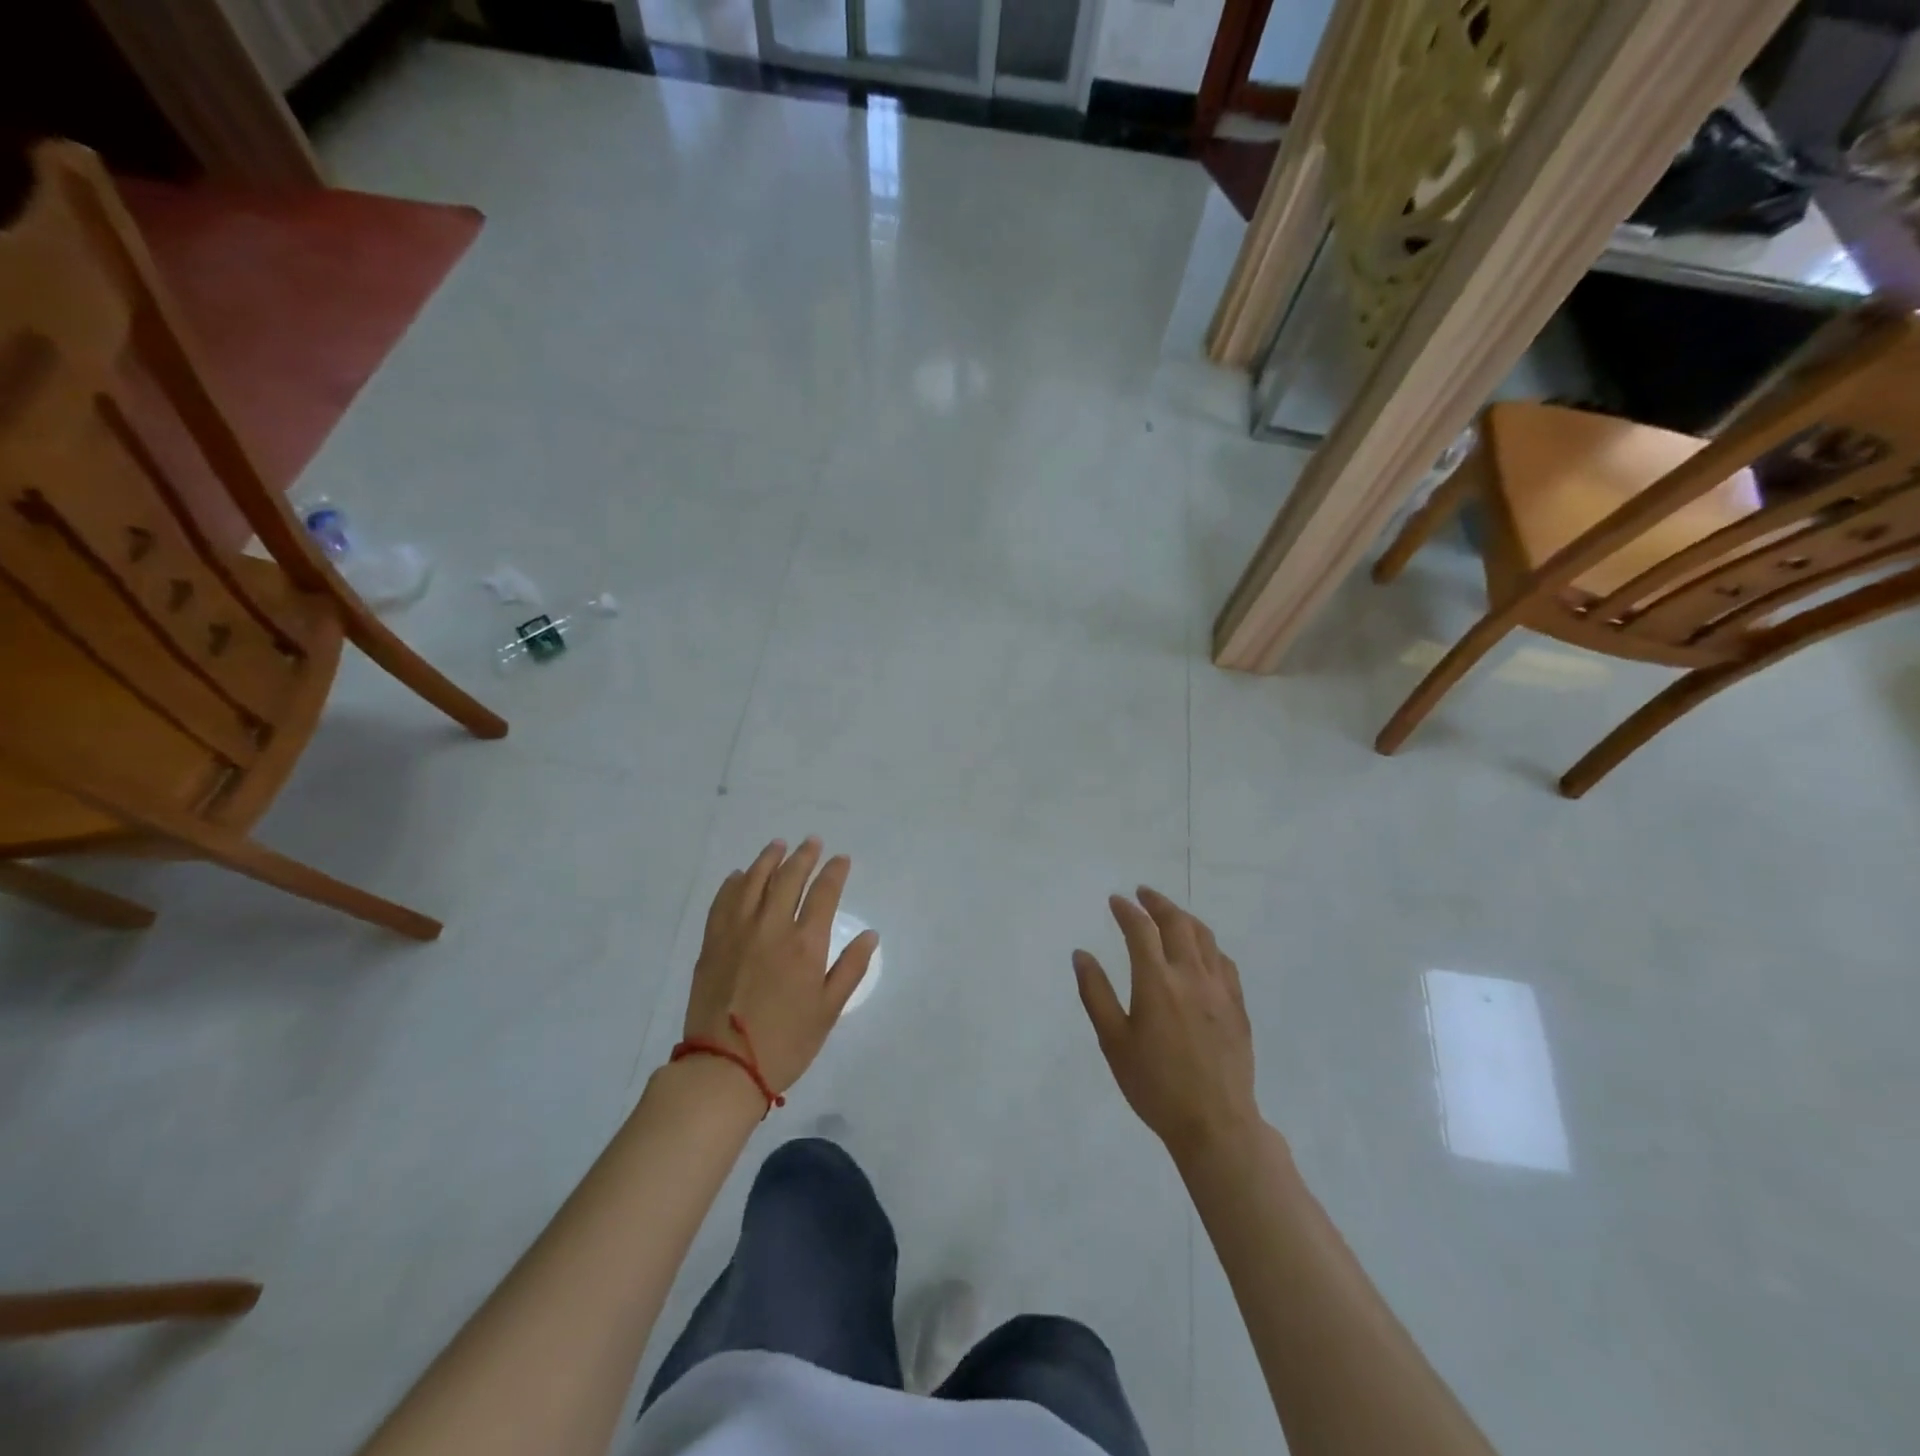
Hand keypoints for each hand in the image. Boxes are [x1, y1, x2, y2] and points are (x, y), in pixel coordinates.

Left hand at [683, 837, 877, 1094]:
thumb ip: (850, 969)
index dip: (835, 872)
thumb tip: (870, 935)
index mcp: (805, 944)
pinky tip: (740, 876)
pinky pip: (723, 901)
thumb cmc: (785, 1043)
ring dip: (768, 860)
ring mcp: (737, 932)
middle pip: (789, 878)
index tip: (841, 859)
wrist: (723, 1068)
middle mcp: (771, 928)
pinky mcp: (712, 943)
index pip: (824, 894)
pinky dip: (734, 883)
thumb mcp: (828, 1011)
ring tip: (778, 845)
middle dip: (803, 856)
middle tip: (812, 842)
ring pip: (754, 882)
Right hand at [1074, 887, 1258, 1164]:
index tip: (1115, 900)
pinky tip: (1201, 951)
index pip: (1140, 929)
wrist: (1215, 1124)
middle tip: (1142, 894)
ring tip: (1170, 914)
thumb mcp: (1113, 1042)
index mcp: (1157, 982)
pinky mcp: (1238, 1006)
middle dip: (1157, 903)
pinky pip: (1224, 961)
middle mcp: (1191, 976)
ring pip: (1205, 937)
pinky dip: (1208, 945)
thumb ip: (1095, 993)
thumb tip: (1081, 954)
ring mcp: (1220, 990)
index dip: (1127, 910)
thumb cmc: (1155, 1085)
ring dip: (1184, 918)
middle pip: (1177, 923)